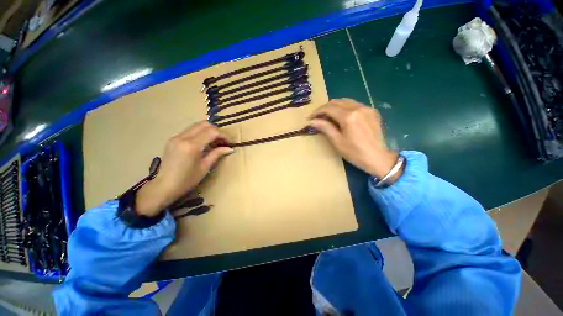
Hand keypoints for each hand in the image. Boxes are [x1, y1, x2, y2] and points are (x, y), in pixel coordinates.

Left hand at [135, 121, 232, 216]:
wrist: (164, 186)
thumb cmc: (187, 180)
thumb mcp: (205, 167)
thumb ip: (217, 154)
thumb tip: (230, 148)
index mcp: (191, 145)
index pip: (212, 132)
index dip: (224, 135)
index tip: (230, 143)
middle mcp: (183, 137)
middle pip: (204, 124)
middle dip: (217, 131)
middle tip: (222, 141)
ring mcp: (176, 137)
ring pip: (196, 125)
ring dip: (208, 131)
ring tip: (214, 142)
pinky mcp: (173, 139)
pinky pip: (190, 130)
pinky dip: (200, 133)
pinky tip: (203, 143)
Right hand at [308, 98, 401, 181]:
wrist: (378, 158)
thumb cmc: (355, 153)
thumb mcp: (337, 142)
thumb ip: (325, 128)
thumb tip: (312, 121)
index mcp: (348, 116)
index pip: (328, 108)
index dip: (317, 112)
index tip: (310, 118)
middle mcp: (358, 108)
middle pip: (336, 102)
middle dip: (325, 108)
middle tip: (318, 118)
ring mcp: (367, 108)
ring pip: (346, 101)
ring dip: (335, 107)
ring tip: (328, 117)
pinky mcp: (372, 111)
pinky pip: (355, 105)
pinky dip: (345, 108)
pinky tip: (343, 117)